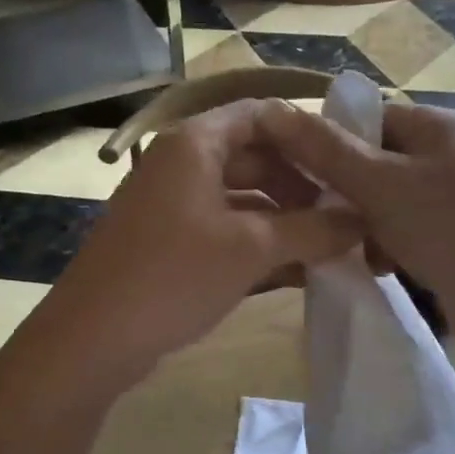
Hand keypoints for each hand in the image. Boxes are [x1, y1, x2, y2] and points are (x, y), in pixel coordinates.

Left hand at [30, 101, 361, 389]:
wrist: (92, 338)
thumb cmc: (173, 275)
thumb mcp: (251, 249)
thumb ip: (312, 230)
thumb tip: (361, 222)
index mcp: (195, 143)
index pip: (262, 115)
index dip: (308, 135)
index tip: (347, 165)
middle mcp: (180, 163)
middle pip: (254, 156)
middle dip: (301, 185)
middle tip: (344, 216)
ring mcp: (170, 203)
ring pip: (240, 197)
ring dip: (284, 219)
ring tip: (330, 247)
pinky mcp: (167, 241)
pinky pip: (223, 228)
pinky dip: (257, 243)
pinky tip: (295, 271)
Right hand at [257, 99, 454, 350]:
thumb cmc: (446, 228)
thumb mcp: (377, 184)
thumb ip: (325, 149)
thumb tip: (273, 110)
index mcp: (433, 125)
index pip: (364, 117)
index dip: (327, 142)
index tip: (299, 176)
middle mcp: (444, 151)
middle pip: (371, 160)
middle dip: (345, 192)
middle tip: (325, 218)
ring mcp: (451, 193)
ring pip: (381, 198)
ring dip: (362, 223)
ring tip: (359, 248)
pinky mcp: (452, 231)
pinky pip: (401, 226)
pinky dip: (385, 243)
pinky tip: (382, 266)